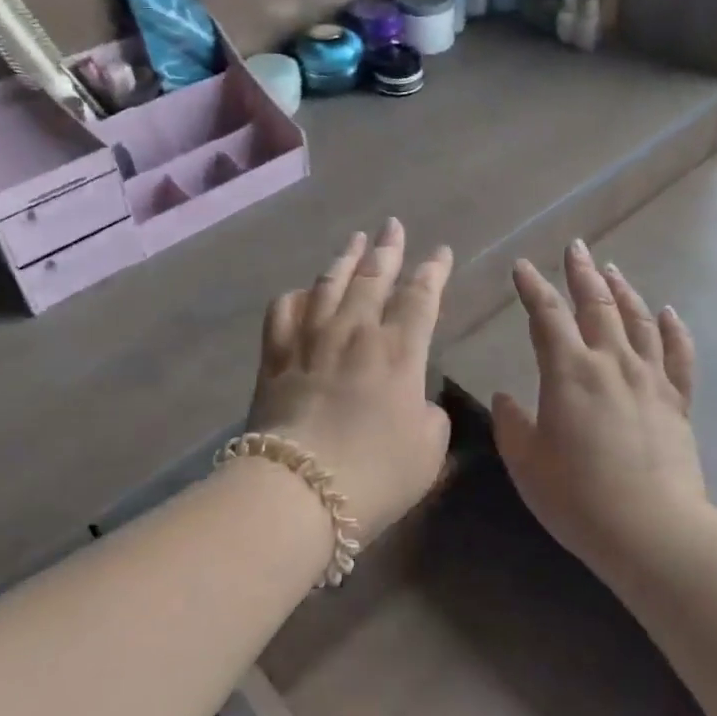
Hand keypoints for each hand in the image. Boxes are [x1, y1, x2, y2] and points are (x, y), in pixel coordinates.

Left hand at [248, 219, 453, 540]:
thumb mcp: (428, 452)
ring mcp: (311, 338)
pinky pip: (285, 310)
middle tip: (393, 225)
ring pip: (330, 282)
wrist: (298, 490)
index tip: (440, 252)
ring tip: (356, 240)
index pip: (421, 297)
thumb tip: (417, 400)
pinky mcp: (275, 354)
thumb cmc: (374, 474)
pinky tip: (304, 291)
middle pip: (374, 277)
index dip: (433, 271)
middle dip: (388, 248)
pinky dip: (297, 295)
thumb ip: (431, 417)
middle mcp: (356, 331)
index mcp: (399, 351)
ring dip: (346, 258)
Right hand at [492, 240, 706, 570]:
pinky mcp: (677, 402)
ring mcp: (650, 379)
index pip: (546, 315)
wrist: (652, 531)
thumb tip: (505, 396)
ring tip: (612, 270)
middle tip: (576, 247)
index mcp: (569, 371)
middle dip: (582, 273)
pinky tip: (669, 312)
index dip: (532, 287)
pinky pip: (679, 356)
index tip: (522, 267)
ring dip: (623, 291)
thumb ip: (511, 423)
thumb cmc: (577, 496)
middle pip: (596, 305)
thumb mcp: (526, 462)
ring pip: (638, 320)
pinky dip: (674, 330)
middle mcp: (611, 362)